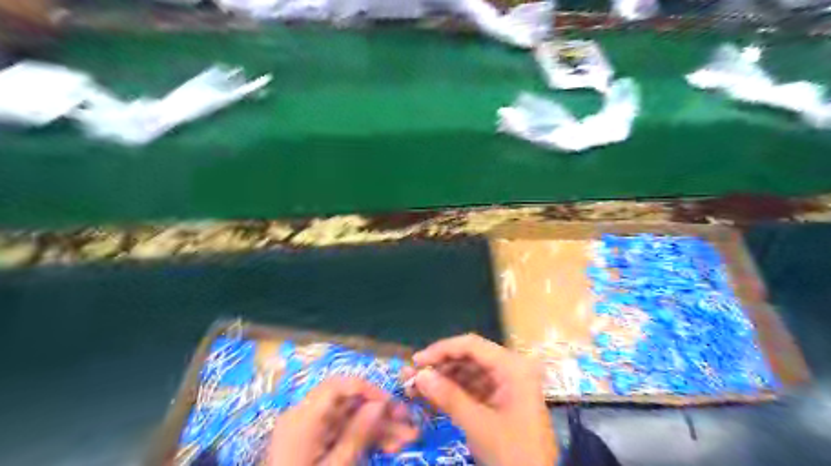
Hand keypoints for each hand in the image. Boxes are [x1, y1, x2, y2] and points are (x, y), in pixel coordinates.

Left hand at [268, 377, 418, 463]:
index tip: (392, 403)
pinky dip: (364, 438)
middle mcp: (305, 417)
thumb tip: (380, 403)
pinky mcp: (314, 442)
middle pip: (347, 402)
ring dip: (378, 426)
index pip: (337, 386)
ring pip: (349, 418)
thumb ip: (357, 435)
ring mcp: (309, 430)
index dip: (368, 389)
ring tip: (408, 438)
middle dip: (379, 411)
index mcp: (303, 419)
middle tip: (408, 421)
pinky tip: (389, 446)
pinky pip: (342, 432)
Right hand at [405, 334, 554, 464]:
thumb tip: (419, 376)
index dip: (441, 349)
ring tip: (417, 389)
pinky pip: (474, 387)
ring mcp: (507, 383)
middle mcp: (511, 368)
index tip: (416, 361)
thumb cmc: (514, 453)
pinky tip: (433, 398)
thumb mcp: (478, 425)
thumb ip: (448, 397)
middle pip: (470, 357)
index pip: (472, 345)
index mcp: (512, 367)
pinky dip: (454, 392)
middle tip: (412, 377)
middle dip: (440, 366)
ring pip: (469, 372)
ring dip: (444, 379)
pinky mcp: (502, 398)